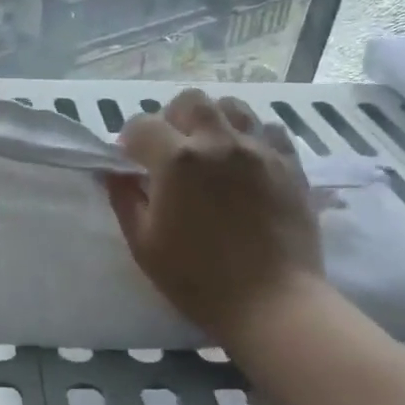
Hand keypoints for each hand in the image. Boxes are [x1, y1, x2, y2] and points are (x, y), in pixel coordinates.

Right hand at [105, 89, 324, 340]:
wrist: (272, 303)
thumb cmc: (197, 279)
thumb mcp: (144, 244)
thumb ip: (125, 200)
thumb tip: (113, 173)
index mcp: (177, 160)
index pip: (142, 125)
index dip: (129, 141)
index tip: (130, 162)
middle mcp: (219, 142)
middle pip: (190, 101)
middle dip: (172, 119)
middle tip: (171, 151)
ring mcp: (259, 150)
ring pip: (232, 107)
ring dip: (213, 121)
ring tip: (210, 150)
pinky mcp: (290, 164)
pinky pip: (269, 130)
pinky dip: (251, 137)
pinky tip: (246, 162)